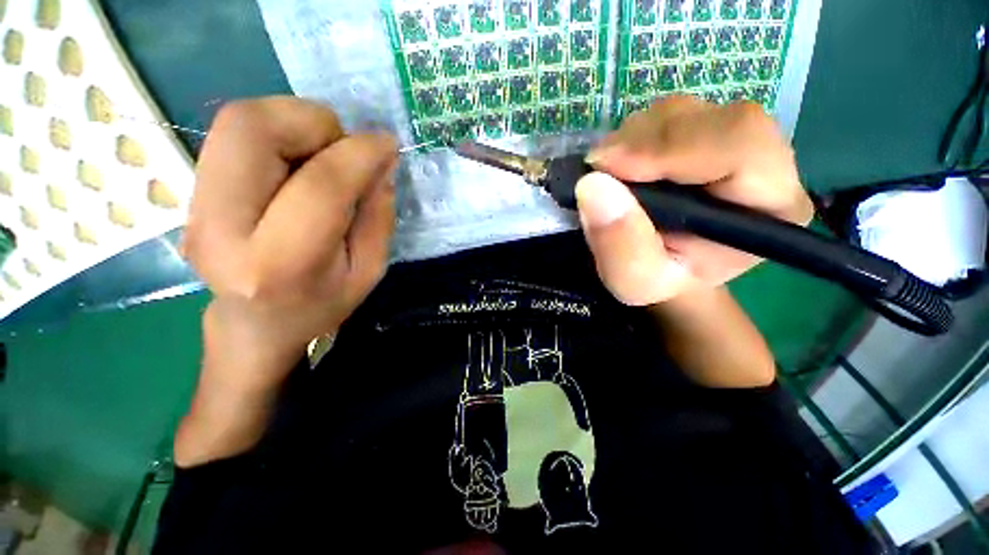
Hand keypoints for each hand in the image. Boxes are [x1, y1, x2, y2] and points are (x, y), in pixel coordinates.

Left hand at [184, 96, 397, 390]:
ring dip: (294, 123)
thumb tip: (381, 161)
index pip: (320, 186)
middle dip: (313, 123)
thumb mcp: (368, 270)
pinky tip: (299, 162)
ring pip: (238, 121)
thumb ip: (378, 215)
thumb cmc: (321, 303)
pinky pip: (235, 133)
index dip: (359, 155)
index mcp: (279, 264)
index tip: (387, 144)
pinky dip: (278, 132)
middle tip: (344, 148)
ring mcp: (195, 204)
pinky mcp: (192, 189)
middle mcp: (220, 227)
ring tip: (323, 155)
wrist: (255, 323)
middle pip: (251, 128)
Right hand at [575, 96, 812, 305]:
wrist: (664, 269)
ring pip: (687, 112)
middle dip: (647, 141)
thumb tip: (593, 186)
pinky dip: (633, 135)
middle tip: (599, 167)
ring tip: (609, 172)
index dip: (673, 148)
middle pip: (715, 120)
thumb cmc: (657, 281)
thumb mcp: (634, 279)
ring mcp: (732, 142)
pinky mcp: (703, 134)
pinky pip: (667, 116)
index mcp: (771, 207)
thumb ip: (619, 244)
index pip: (741, 148)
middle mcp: (765, 164)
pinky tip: (619, 164)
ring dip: (636, 137)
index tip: (610, 165)